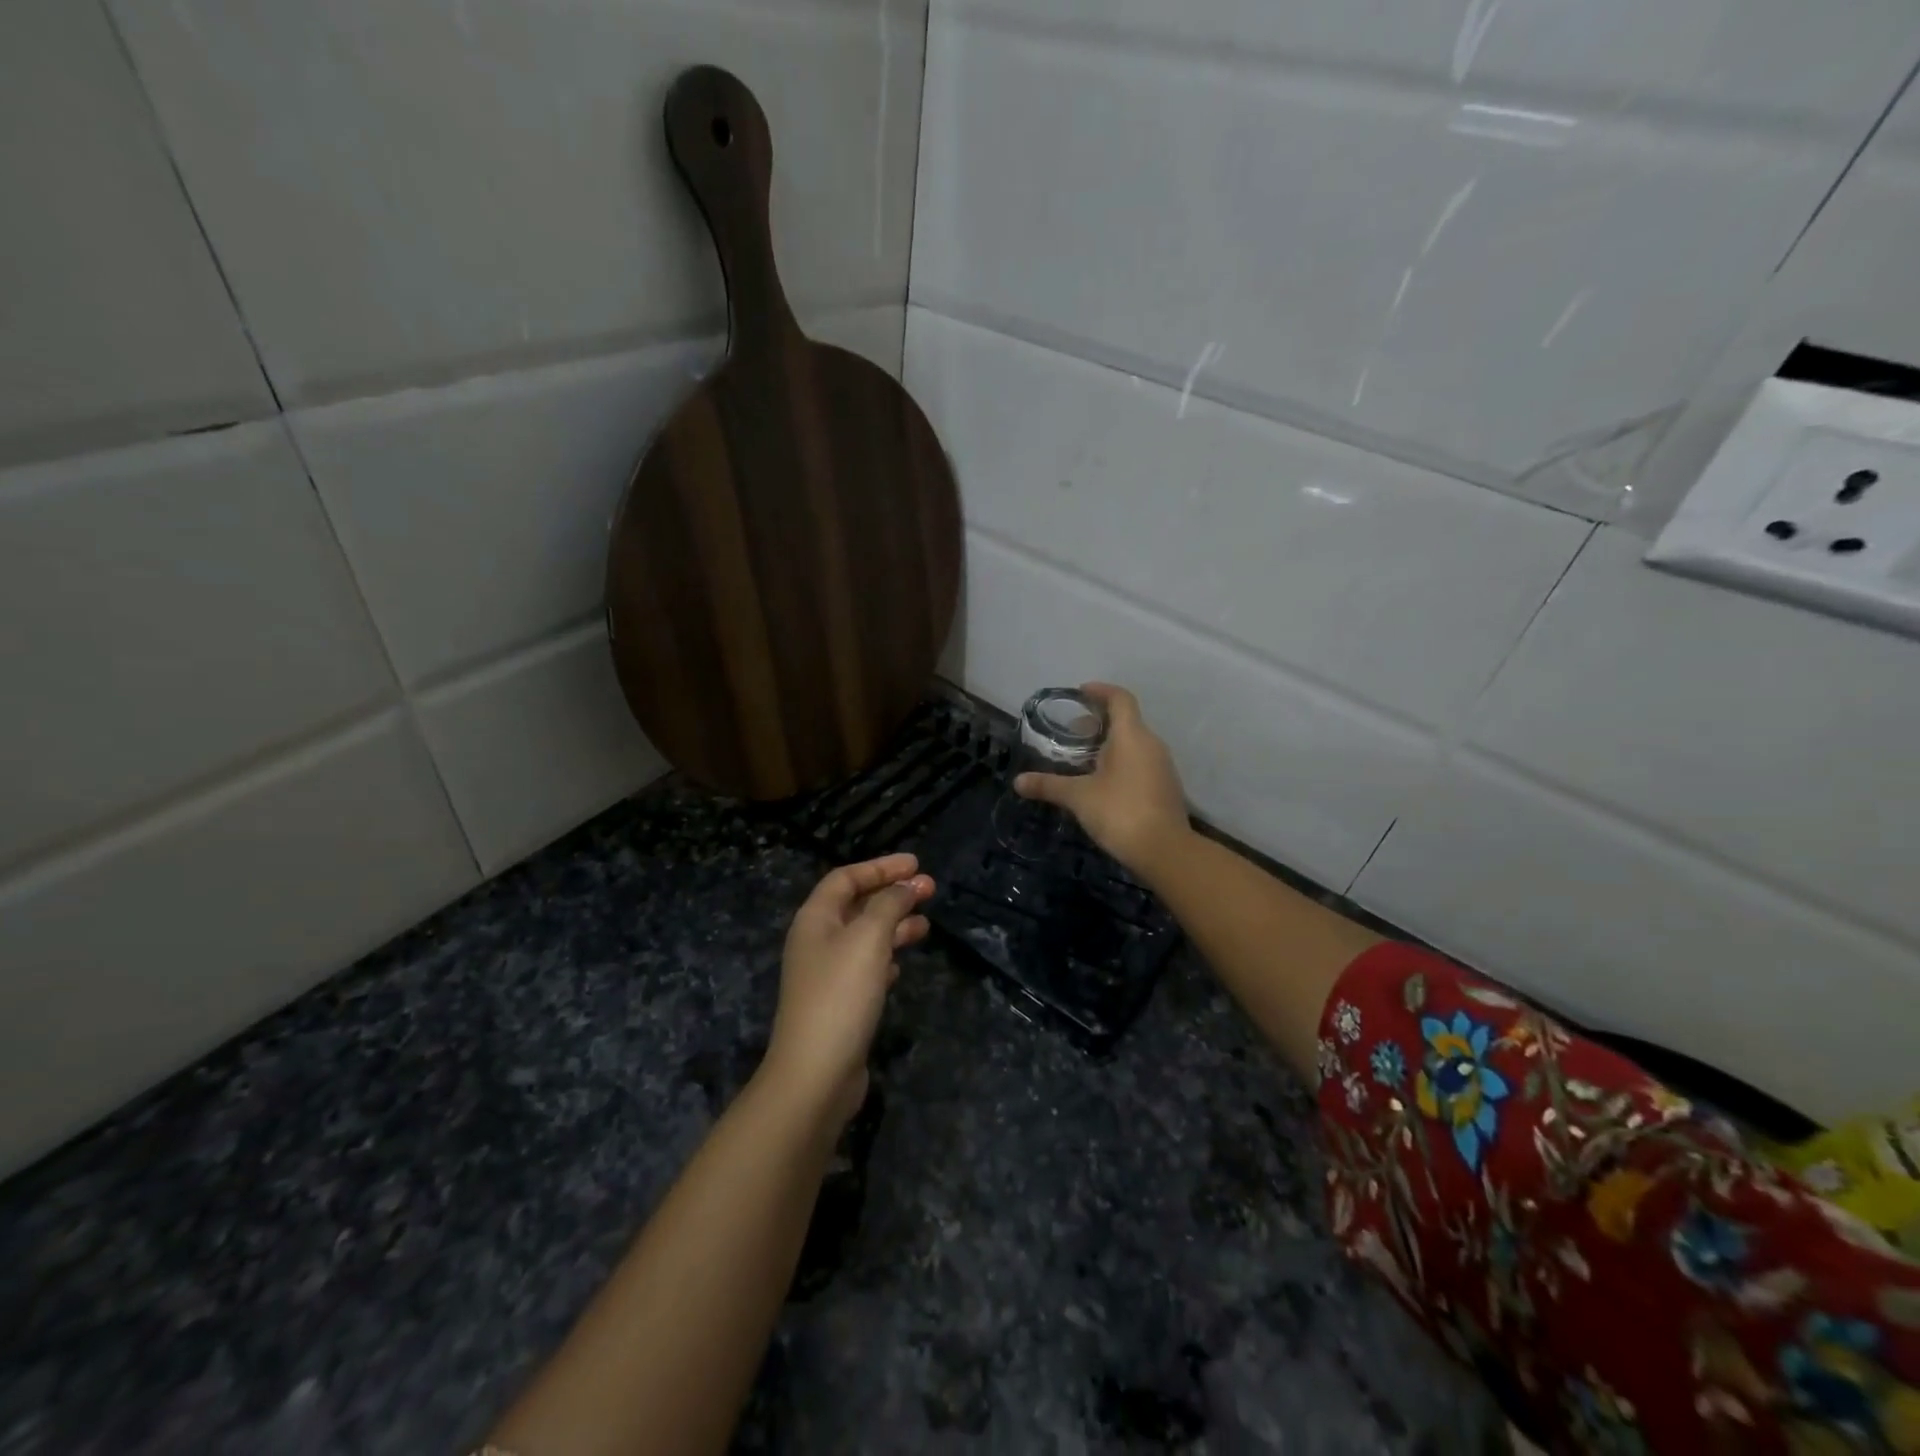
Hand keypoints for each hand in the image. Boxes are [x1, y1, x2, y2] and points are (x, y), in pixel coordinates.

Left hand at [764, 854, 934, 1126]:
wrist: (815, 1074)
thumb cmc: (841, 995)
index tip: (916, 864)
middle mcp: (817, 941)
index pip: (846, 878)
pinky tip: (902, 964)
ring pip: (865, 937)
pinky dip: (886, 958)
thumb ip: (890, 905)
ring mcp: (826, 975)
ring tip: (926, 926)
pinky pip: (865, 967)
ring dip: (894, 925)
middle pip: (857, 905)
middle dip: (893, 894)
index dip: (881, 867)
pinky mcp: (839, 1004)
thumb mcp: (869, 939)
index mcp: (815, 919)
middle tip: (931, 890)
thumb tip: (908, 884)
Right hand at [1014, 683, 1190, 881]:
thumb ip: (1049, 785)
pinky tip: (1101, 782)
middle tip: (1071, 733)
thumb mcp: (1079, 797)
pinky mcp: (1164, 787)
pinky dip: (1120, 762)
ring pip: (1134, 743)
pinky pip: (1140, 762)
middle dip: (1098, 722)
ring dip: (1109, 744)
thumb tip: (1018, 782)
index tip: (1080, 692)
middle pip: (1126, 720)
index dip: (1100, 691)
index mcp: (1132, 736)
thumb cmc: (1120, 812)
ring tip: (1082, 759)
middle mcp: (1151, 744)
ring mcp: (1162, 766)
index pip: (1120, 699)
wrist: (1165, 851)